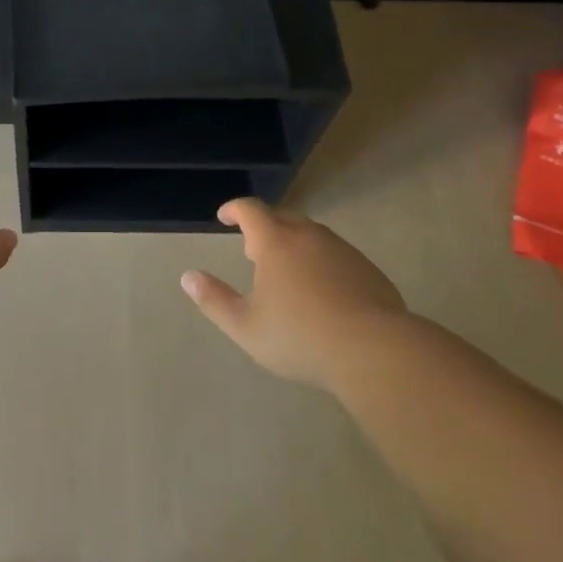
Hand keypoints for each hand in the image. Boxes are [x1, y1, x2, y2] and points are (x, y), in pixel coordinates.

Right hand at [182, 198, 406, 390]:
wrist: (374, 351)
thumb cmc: (300, 337)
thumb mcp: (246, 326)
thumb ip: (214, 300)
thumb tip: (188, 277)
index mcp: (276, 242)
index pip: (250, 210)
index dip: (234, 210)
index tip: (224, 217)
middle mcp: (309, 236)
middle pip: (282, 218)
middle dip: (264, 228)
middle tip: (253, 249)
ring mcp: (342, 250)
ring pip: (312, 236)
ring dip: (294, 244)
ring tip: (287, 271)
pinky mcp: (368, 270)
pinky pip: (336, 256)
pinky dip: (321, 263)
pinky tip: (324, 293)